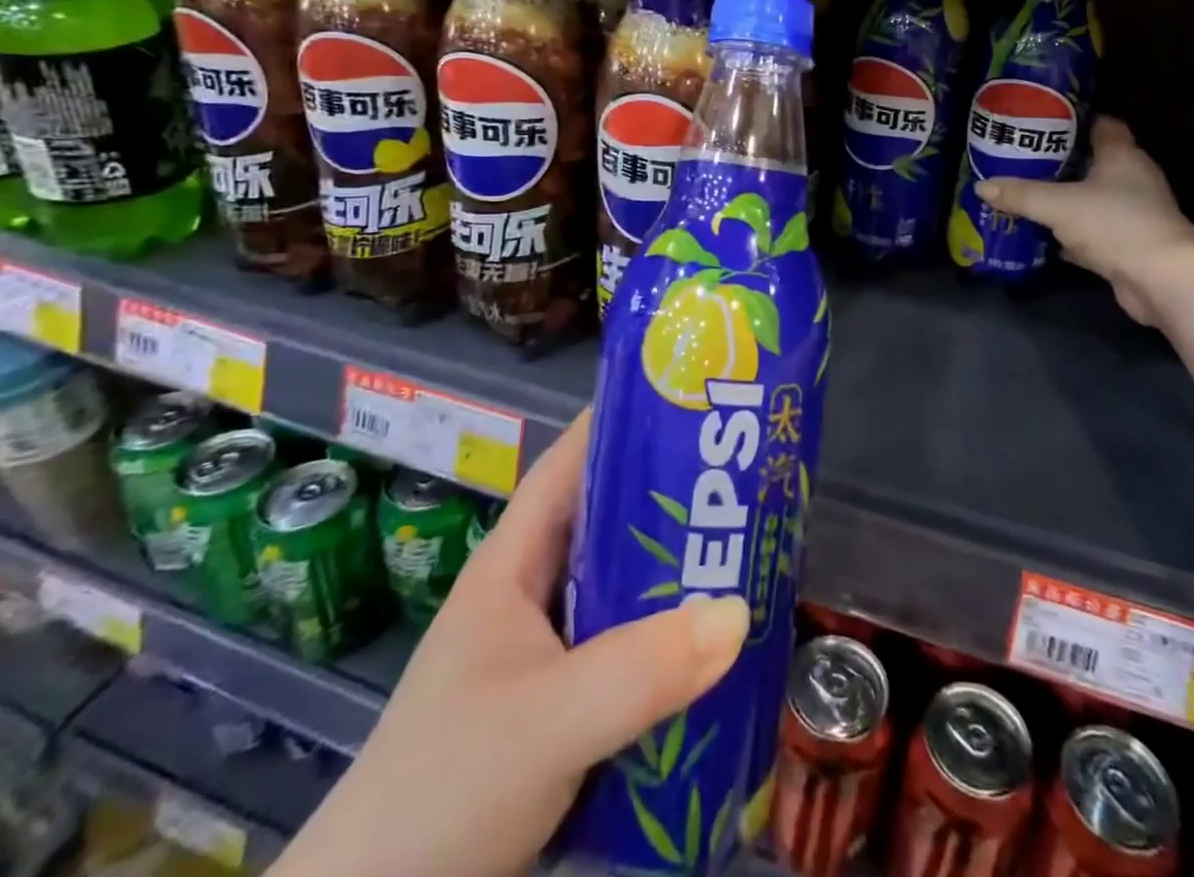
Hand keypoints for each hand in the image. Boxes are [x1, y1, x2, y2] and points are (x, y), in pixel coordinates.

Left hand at [270, 412, 748, 876]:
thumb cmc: (442, 792)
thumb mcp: (543, 722)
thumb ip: (638, 671)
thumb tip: (738, 610)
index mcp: (513, 563)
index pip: (571, 463)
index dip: (624, 422)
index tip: (691, 401)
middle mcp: (532, 595)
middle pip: (610, 523)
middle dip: (673, 498)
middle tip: (747, 478)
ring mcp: (547, 655)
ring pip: (625, 590)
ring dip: (678, 576)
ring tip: (751, 551)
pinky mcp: (564, 710)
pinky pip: (631, 653)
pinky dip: (672, 643)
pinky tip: (720, 649)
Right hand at [980, 115, 1193, 326]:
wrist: (1161, 279)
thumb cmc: (1114, 223)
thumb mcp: (1058, 205)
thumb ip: (1020, 194)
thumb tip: (982, 187)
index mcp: (1122, 155)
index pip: (1101, 124)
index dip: (1073, 120)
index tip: (1040, 121)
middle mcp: (1131, 179)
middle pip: (1091, 162)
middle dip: (1057, 161)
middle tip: (1021, 159)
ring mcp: (1131, 213)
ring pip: (1088, 198)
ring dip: (1062, 199)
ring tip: (1022, 193)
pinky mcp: (1126, 244)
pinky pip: (1089, 231)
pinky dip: (1067, 233)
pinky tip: (1039, 235)